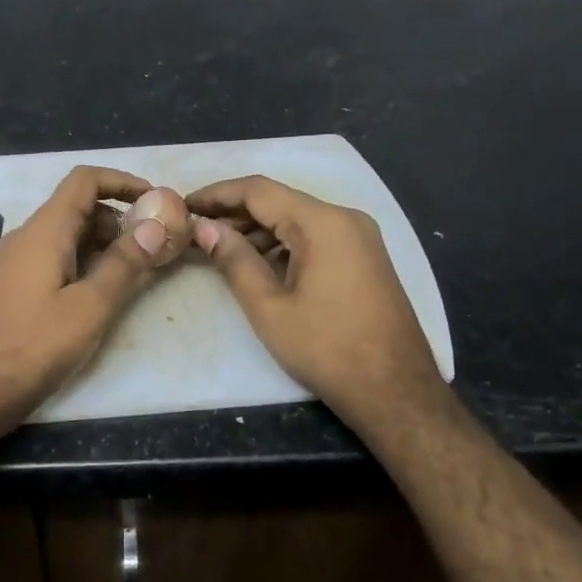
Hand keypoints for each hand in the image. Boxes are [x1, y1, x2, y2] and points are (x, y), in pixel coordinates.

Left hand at [0, 166, 187, 436]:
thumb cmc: (32, 347)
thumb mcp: (89, 307)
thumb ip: (124, 264)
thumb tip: (156, 224)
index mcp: (44, 231)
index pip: (85, 180)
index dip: (123, 181)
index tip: (157, 200)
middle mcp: (27, 237)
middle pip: (79, 207)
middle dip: (120, 219)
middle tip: (156, 245)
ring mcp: (15, 262)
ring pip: (68, 235)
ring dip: (104, 244)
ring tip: (138, 271)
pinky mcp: (13, 287)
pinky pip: (55, 258)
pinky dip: (85, 263)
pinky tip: (102, 293)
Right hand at [188, 175, 448, 422]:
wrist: (396, 391)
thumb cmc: (327, 349)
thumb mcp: (269, 307)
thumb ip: (234, 260)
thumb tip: (205, 229)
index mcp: (323, 222)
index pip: (258, 190)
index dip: (217, 194)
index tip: (184, 204)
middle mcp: (345, 218)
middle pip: (279, 201)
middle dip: (234, 213)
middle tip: (196, 229)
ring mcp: (359, 237)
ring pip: (297, 219)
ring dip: (257, 230)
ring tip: (218, 248)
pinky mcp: (364, 257)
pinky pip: (315, 237)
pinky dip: (282, 244)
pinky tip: (257, 263)